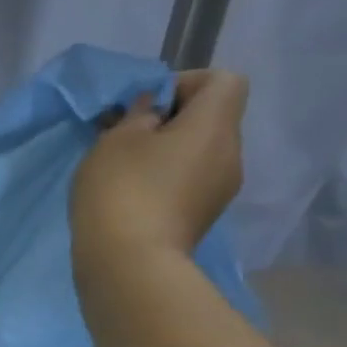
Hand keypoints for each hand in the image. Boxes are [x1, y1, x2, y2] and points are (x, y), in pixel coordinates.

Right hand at [70, 69, 246, 265]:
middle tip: (126, 138)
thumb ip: (137, 114)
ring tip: (124, 171)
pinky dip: (166, 181)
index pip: (223, 81)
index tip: (146, 106)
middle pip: (210, 120)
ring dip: (166, 154)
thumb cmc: (122, 191)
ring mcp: (219, 192)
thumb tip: (152, 109)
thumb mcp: (115, 140)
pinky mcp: (201, 219)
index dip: (185, 83)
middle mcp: (230, 154)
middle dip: (171, 121)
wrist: (129, 265)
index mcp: (216, 125)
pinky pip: (190, 184)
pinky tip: (131, 198)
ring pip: (198, 154)